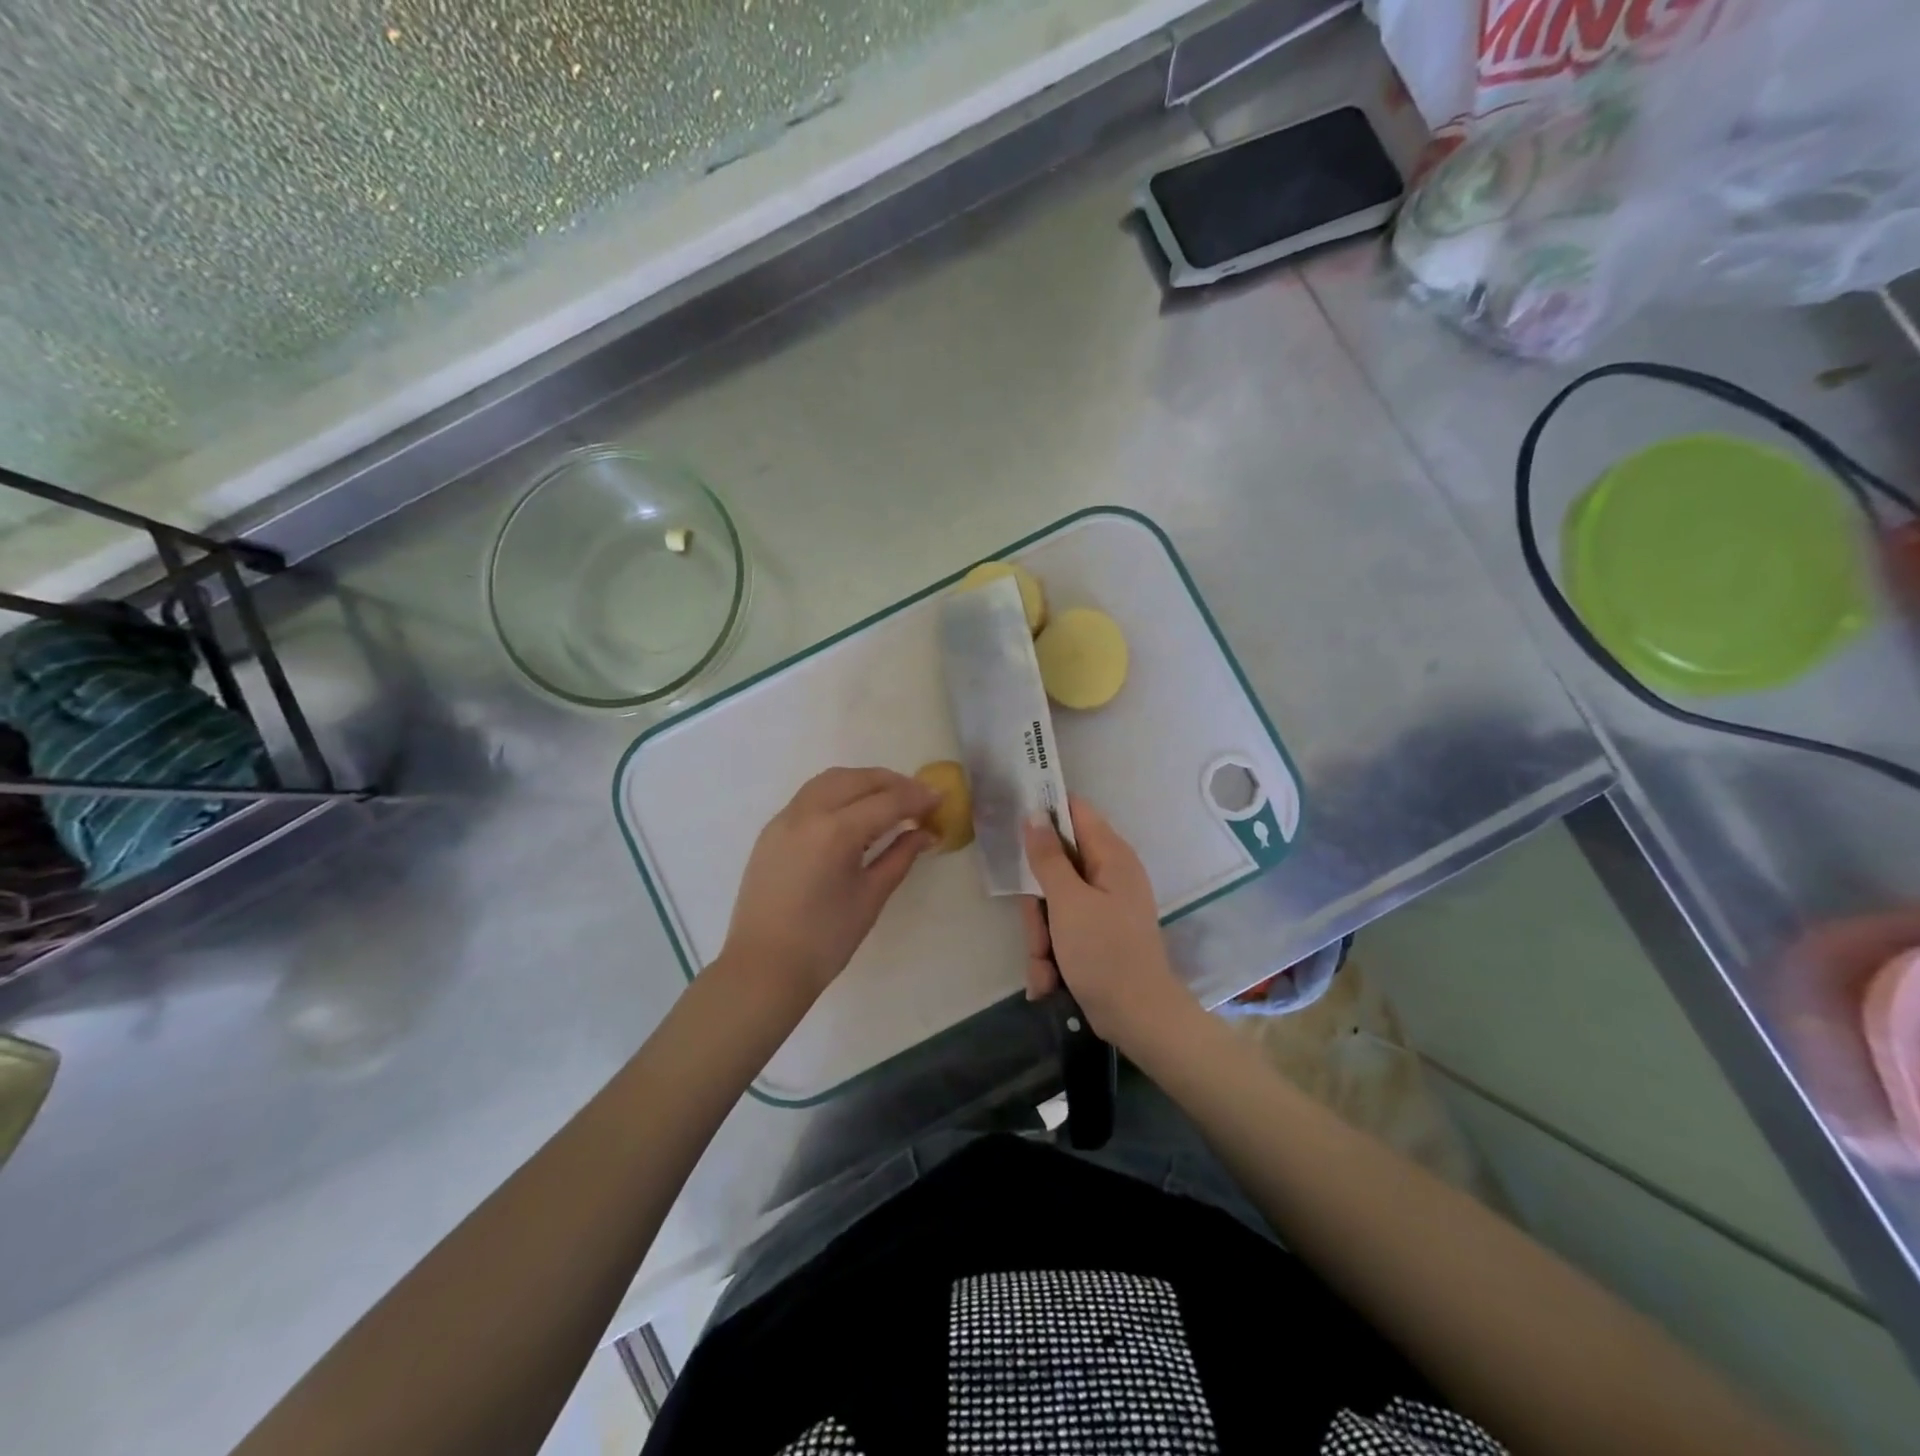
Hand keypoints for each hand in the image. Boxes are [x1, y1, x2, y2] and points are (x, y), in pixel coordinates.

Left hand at [722, 767, 937, 1000]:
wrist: (764, 967)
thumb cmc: (825, 940)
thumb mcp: (871, 896)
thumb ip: (900, 856)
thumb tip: (926, 833)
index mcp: (835, 832)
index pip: (886, 801)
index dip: (917, 797)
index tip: (940, 798)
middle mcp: (807, 813)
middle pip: (857, 779)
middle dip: (892, 782)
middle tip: (918, 798)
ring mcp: (784, 818)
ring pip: (831, 780)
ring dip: (863, 781)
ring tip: (889, 799)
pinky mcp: (772, 829)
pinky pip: (810, 795)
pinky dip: (839, 792)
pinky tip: (854, 812)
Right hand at [1021, 796, 1191, 1049]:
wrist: (1137, 1018)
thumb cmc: (1104, 953)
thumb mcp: (1068, 902)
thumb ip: (1048, 857)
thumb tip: (1034, 815)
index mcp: (1111, 857)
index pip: (1075, 812)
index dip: (1045, 812)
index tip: (1014, 822)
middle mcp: (1108, 875)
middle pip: (1055, 865)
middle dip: (1037, 904)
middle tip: (1038, 927)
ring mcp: (1102, 907)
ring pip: (1052, 904)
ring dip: (1041, 936)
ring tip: (1047, 965)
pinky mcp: (1095, 934)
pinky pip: (1061, 930)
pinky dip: (1052, 954)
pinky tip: (1050, 979)